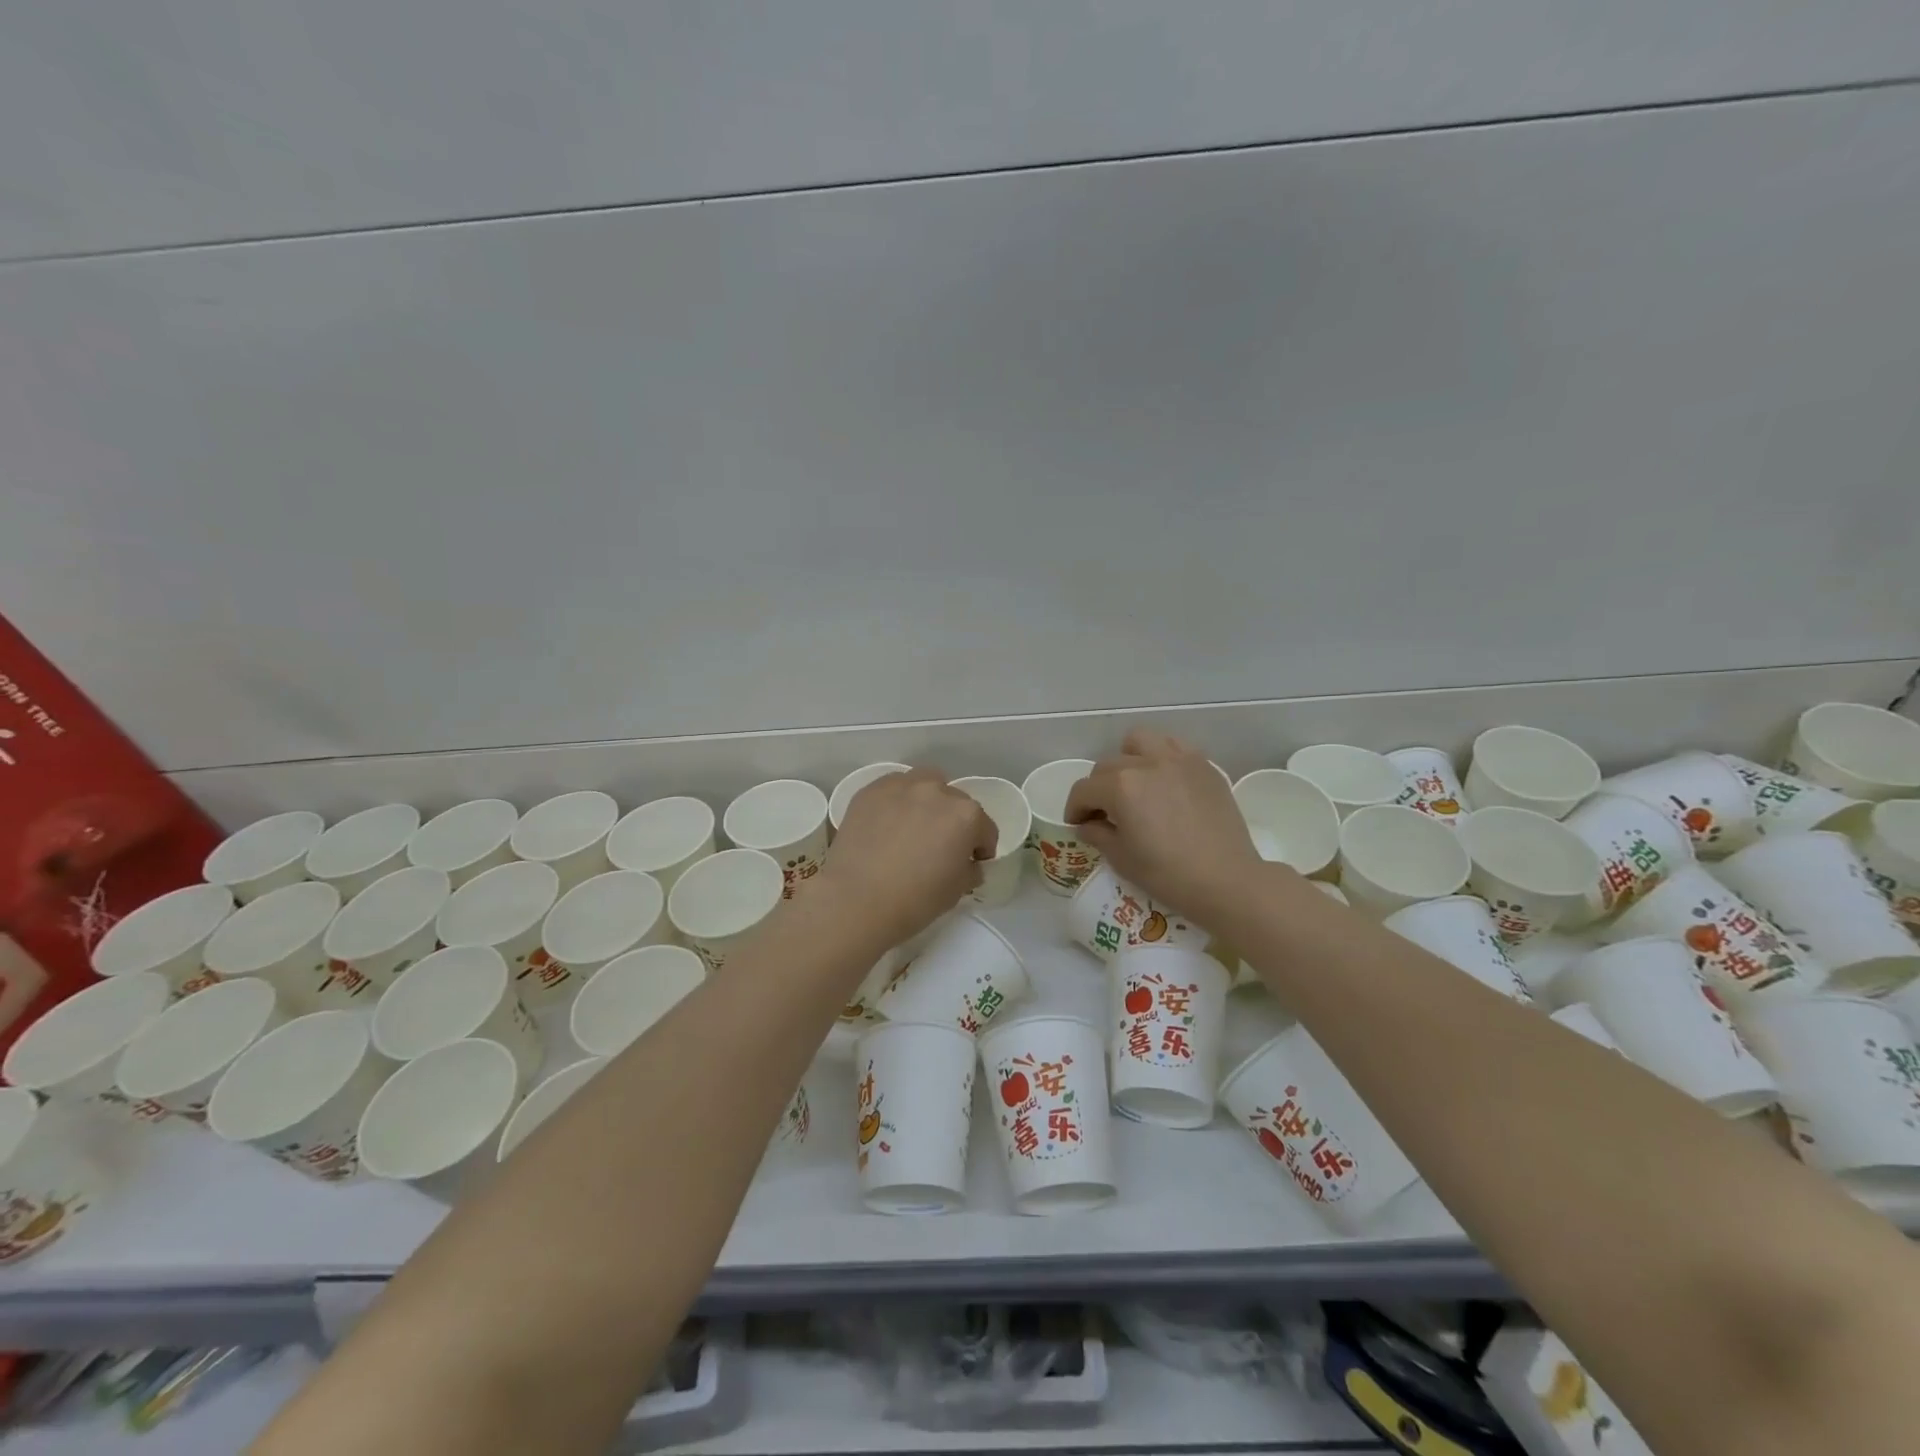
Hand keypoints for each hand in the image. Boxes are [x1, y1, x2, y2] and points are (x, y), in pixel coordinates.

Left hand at [818, 768, 998, 949]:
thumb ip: (969, 870)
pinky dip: (897, 801)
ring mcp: (901, 786)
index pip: (985, 828)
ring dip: (928, 801)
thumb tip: (968, 864)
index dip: (981, 848)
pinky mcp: (870, 790)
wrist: (855, 900)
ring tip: (914, 826)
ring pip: (925, 784)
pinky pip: (893, 789)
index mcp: (966, 815)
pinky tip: (887, 824)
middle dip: (954, 822)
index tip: (972, 863)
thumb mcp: (956, 891)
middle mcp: (937, 791)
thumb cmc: (914, 900)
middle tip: (940, 846)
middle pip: (956, 802)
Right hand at [1065, 730, 1268, 927]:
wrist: (1227, 880)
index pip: (1084, 789)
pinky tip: (1164, 782)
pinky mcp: (1203, 765)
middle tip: (1105, 813)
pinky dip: (1160, 758)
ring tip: (1134, 785)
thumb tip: (1088, 824)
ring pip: (1139, 742)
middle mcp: (1147, 763)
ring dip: (1128, 759)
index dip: (1074, 808)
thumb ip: (1098, 834)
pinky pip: (1173, 747)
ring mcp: (1178, 759)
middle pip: (1107, 766)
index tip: (1077, 824)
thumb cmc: (1168, 874)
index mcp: (1121, 786)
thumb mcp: (1122, 859)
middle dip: (1098, 789)